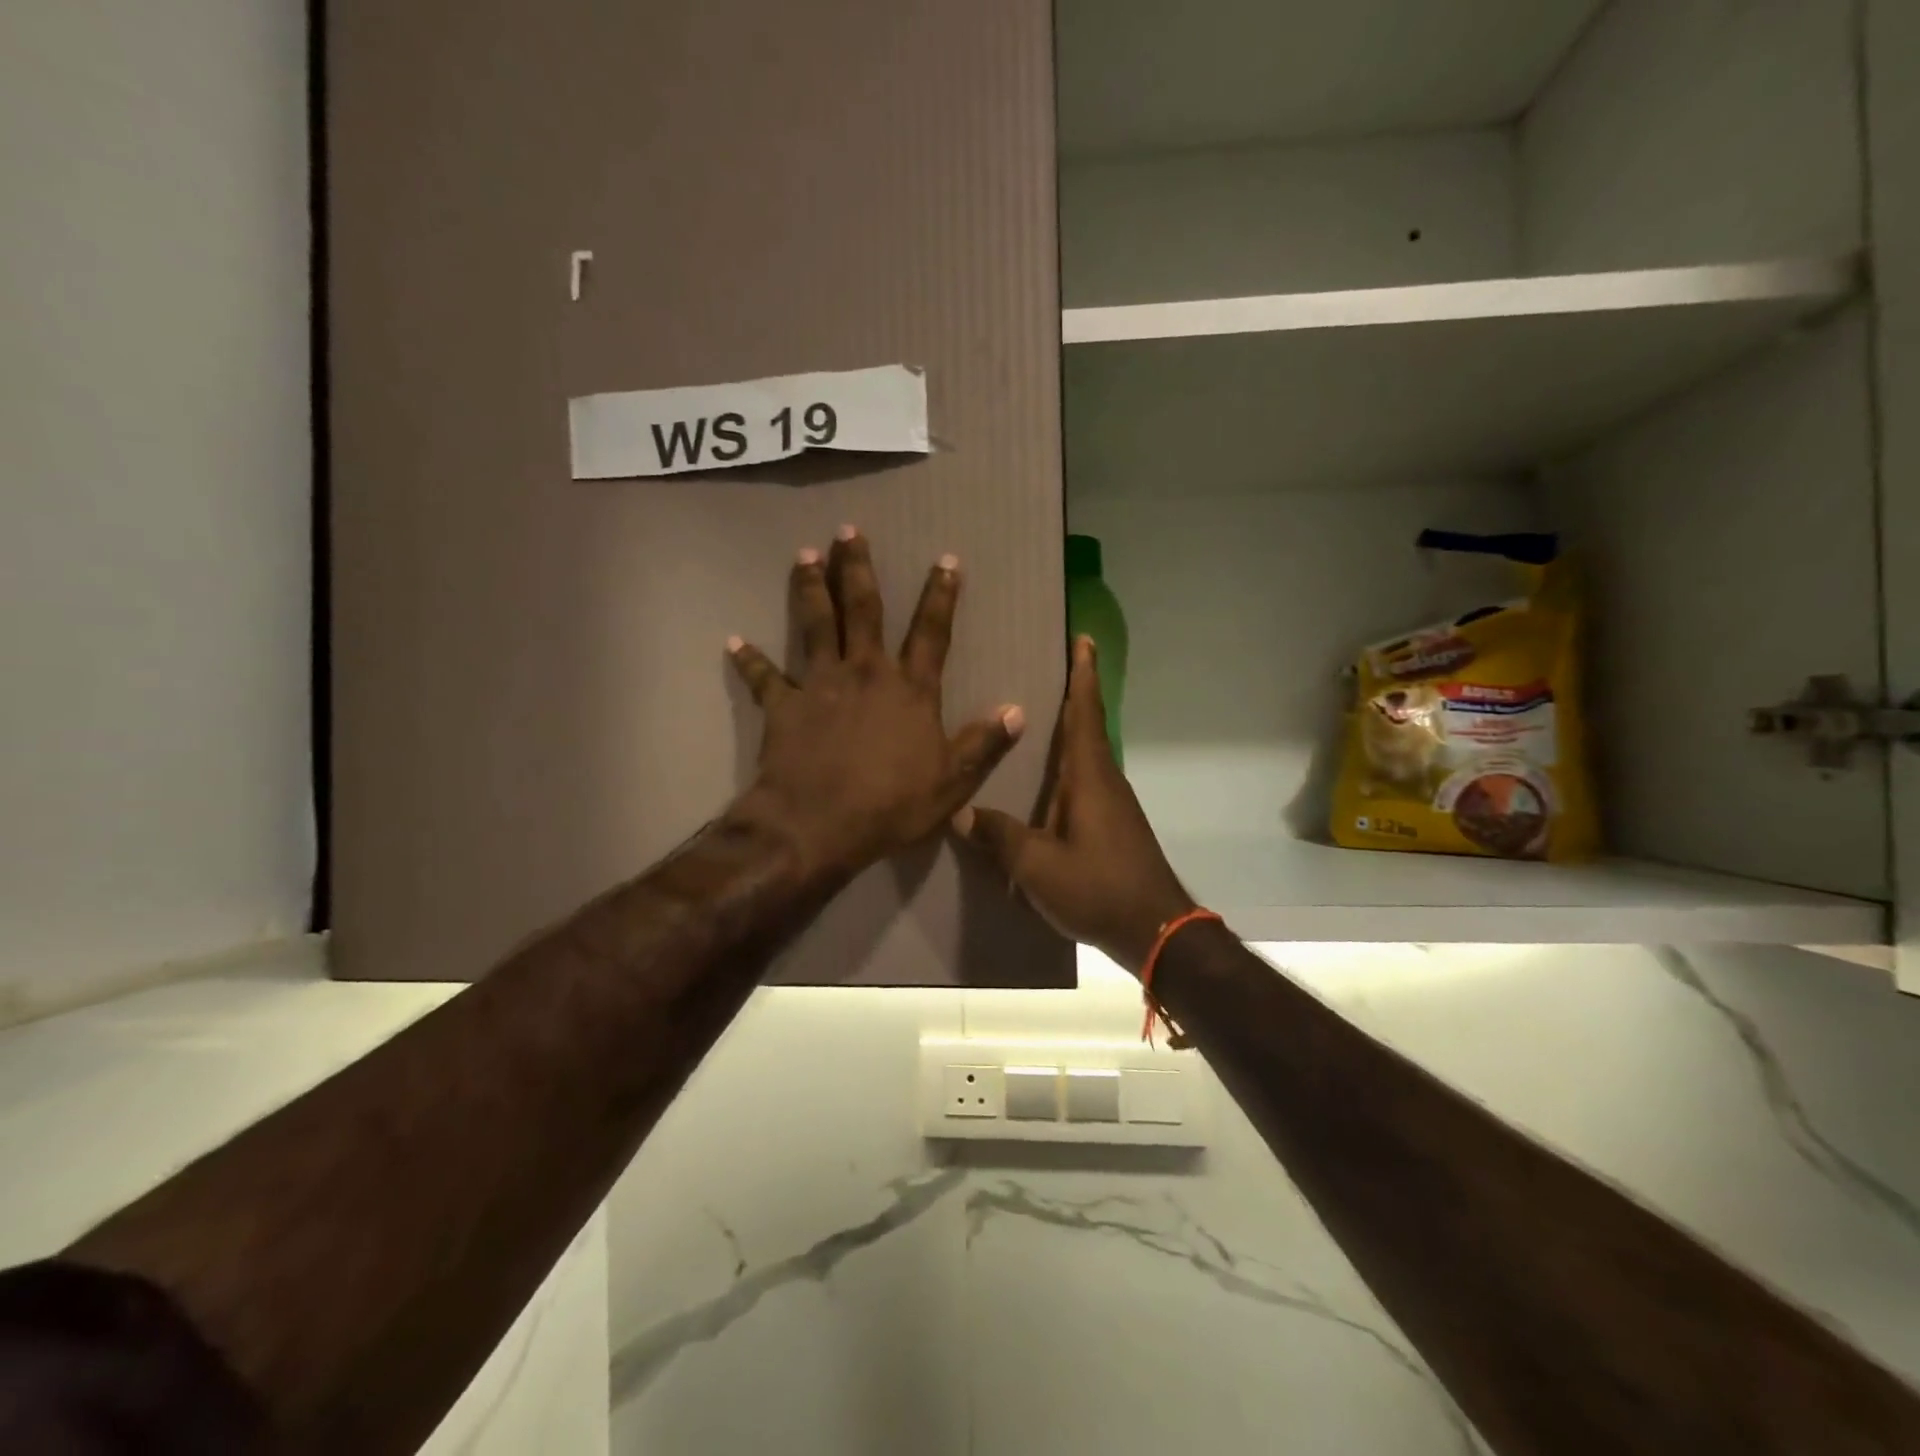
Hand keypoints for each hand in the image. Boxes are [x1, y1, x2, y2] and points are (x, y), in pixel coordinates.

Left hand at [727, 527, 1024, 886]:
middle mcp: (865, 673)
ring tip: (804, 555)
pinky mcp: (783, 705)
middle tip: (849, 532)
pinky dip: (749, 660)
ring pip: (815, 625)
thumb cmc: (891, 805)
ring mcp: (820, 684)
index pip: (931, 633)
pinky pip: (764, 677)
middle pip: (863, 610)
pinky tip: (734, 641)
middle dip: (858, 569)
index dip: (941, 595)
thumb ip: (984, 743)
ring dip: (810, 588)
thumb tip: (1018, 711)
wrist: (817, 825)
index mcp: (910, 689)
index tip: (945, 560)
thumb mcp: (953, 782)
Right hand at [954, 636, 1193, 973]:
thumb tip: (961, 812)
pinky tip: (1044, 782)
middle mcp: (1104, 781)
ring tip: (1034, 720)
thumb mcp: (1037, 866)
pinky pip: (1085, 782)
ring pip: (1086, 756)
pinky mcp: (1112, 826)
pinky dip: (1067, 766)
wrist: (1156, 931)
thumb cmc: (1098, 888)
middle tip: (1047, 668)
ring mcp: (1112, 805)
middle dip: (1074, 694)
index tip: (1084, 639)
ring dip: (1070, 730)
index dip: (1083, 675)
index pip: (1084, 713)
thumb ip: (999, 836)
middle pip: (1087, 727)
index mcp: (1089, 778)